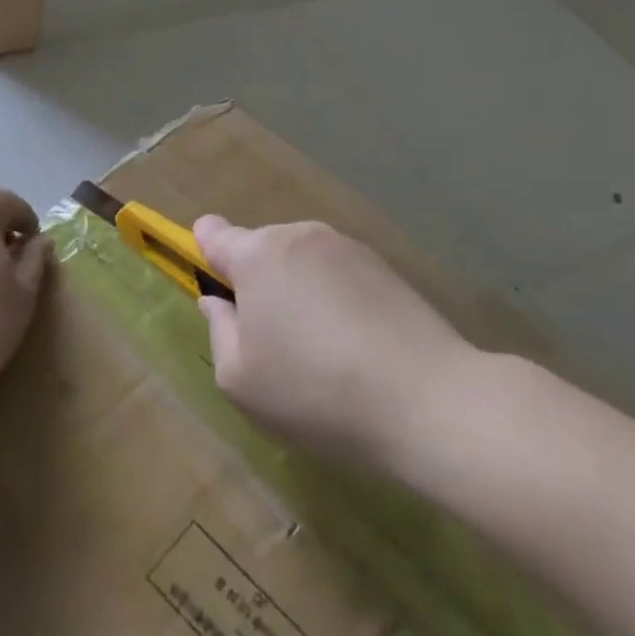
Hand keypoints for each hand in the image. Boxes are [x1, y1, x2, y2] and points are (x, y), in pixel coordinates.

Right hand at [193, 216, 481, 477]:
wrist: (429, 401)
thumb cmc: (315, 391)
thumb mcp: (240, 379)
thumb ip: (219, 331)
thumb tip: (219, 303)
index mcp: (258, 255)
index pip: (215, 234)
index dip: (206, 252)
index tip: (216, 285)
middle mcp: (301, 236)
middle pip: (261, 250)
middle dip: (257, 284)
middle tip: (271, 342)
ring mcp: (349, 248)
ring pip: (302, 264)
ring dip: (298, 293)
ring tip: (319, 352)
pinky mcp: (387, 268)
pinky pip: (339, 276)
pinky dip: (335, 301)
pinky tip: (354, 347)